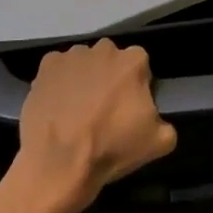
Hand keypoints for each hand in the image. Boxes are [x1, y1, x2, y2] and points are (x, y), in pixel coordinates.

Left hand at [12, 39, 175, 212]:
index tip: (129, 108)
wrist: (59, 163)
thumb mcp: (159, 142)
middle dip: (110, 78)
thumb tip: (155, 118)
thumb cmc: (111, 148)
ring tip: (77, 110)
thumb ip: (165, 121)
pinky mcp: (46, 66)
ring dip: (84, 78)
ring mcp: (72, 55)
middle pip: (111, 60)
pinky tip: (58, 106)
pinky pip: (58, 69)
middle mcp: (104, 49)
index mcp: (134, 61)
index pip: (141, 66)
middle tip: (104, 109)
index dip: (136, 87)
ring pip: (84, 63)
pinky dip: (59, 82)